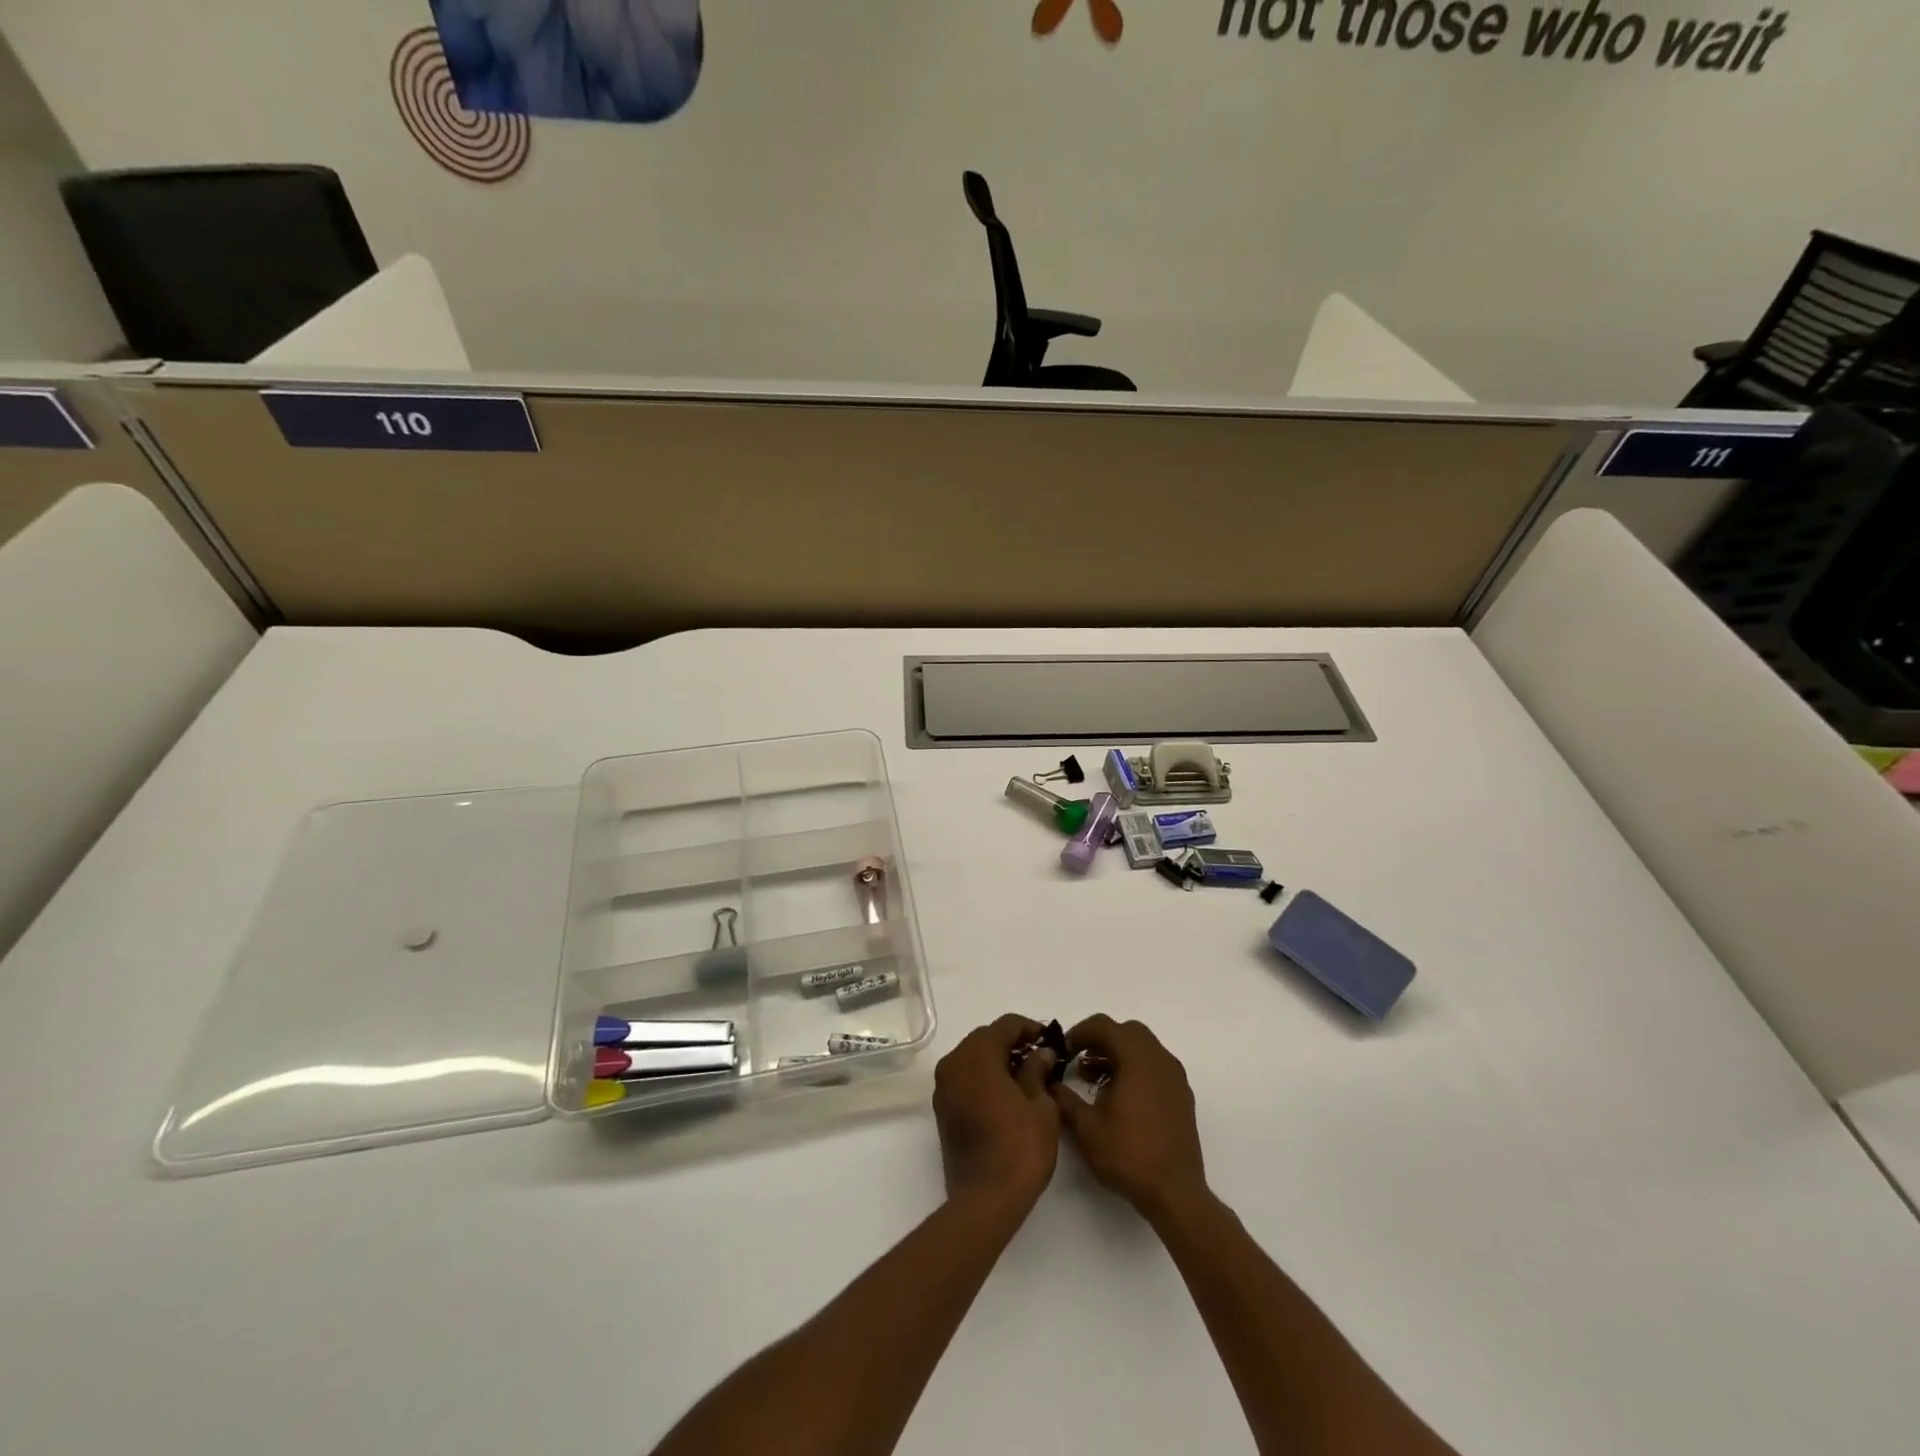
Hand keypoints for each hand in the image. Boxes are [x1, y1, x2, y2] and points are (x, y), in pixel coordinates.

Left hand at [932, 1014, 1062, 1214]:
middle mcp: (954, 1063)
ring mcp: (944, 1087)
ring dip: (998, 1061)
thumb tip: (1041, 1053)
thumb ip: (1038, 1070)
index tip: (1051, 1041)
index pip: (1005, 1025)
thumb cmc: (1019, 1147)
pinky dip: (985, 1078)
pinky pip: (965, 1079)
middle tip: (1041, 1058)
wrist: (985, 1200)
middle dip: (1013, 1044)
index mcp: (976, 1054)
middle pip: (985, 1039)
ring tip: (1028, 1077)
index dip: (1030, 1028)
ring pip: (973, 1058)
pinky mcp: (943, 1109)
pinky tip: (1008, 1095)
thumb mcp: (1041, 1105)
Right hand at [1052, 1015, 1207, 1223]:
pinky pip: (1155, 1066)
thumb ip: (1064, 1098)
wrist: (1175, 1193)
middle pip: (1127, 1032)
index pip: (1105, 1025)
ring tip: (1094, 1080)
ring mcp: (1175, 1077)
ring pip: (1143, 1048)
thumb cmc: (1129, 1155)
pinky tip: (1119, 1097)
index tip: (1063, 1050)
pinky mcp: (1181, 1096)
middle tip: (1079, 1060)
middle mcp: (1160, 1059)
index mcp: (1138, 1058)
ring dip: (1118, 1054)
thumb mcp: (1086, 1128)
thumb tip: (1050, 1083)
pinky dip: (1134, 1068)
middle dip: (1100, 1040)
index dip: (1079, 1032)